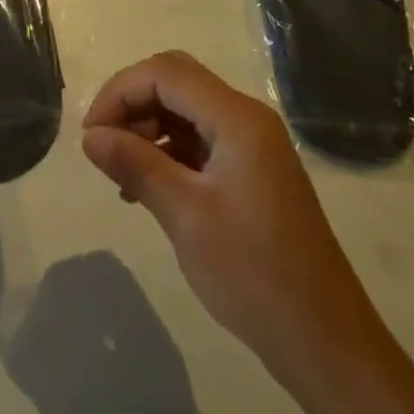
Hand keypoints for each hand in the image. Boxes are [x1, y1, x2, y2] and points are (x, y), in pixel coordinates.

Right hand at [81, 51, 383, 398]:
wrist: (324, 341)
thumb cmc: (253, 272)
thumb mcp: (184, 215)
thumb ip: (135, 164)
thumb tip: (90, 136)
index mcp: (237, 119)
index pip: (164, 73)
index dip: (119, 93)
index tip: (91, 135)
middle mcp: (247, 119)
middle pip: (175, 81)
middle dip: (131, 103)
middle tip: (103, 144)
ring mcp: (253, 145)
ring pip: (185, 109)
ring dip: (147, 127)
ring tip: (120, 171)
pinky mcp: (252, 171)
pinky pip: (199, 139)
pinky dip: (167, 150)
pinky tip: (145, 188)